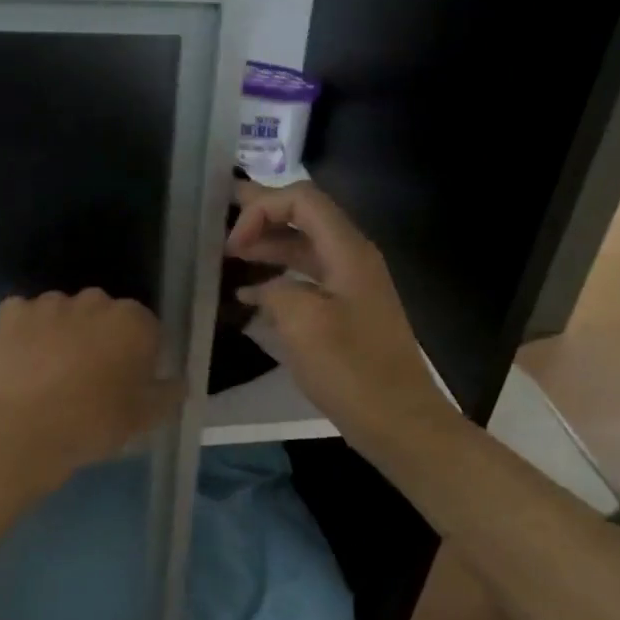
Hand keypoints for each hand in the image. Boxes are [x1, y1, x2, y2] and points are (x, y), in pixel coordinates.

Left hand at [0, 289, 182, 482]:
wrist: (22, 431)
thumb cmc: (93, 423)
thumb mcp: (144, 418)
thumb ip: (167, 394)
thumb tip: (177, 381)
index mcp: (134, 321)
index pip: (146, 329)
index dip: (138, 356)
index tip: (127, 382)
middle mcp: (95, 301)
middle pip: (104, 315)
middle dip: (100, 338)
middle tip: (90, 378)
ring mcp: (50, 303)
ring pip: (63, 313)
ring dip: (63, 333)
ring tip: (51, 374)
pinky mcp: (11, 312)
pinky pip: (26, 318)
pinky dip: (26, 334)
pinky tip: (22, 364)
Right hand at [226, 181, 455, 451]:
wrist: (397, 419)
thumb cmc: (351, 370)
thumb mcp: (303, 323)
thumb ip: (276, 290)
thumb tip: (265, 290)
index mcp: (348, 251)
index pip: (302, 200)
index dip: (262, 209)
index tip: (232, 244)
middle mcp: (352, 260)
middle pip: (304, 219)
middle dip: (263, 217)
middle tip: (222, 221)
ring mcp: (351, 288)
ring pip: (304, 252)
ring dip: (268, 249)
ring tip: (230, 258)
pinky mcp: (346, 315)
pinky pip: (307, 283)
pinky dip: (278, 282)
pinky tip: (249, 298)